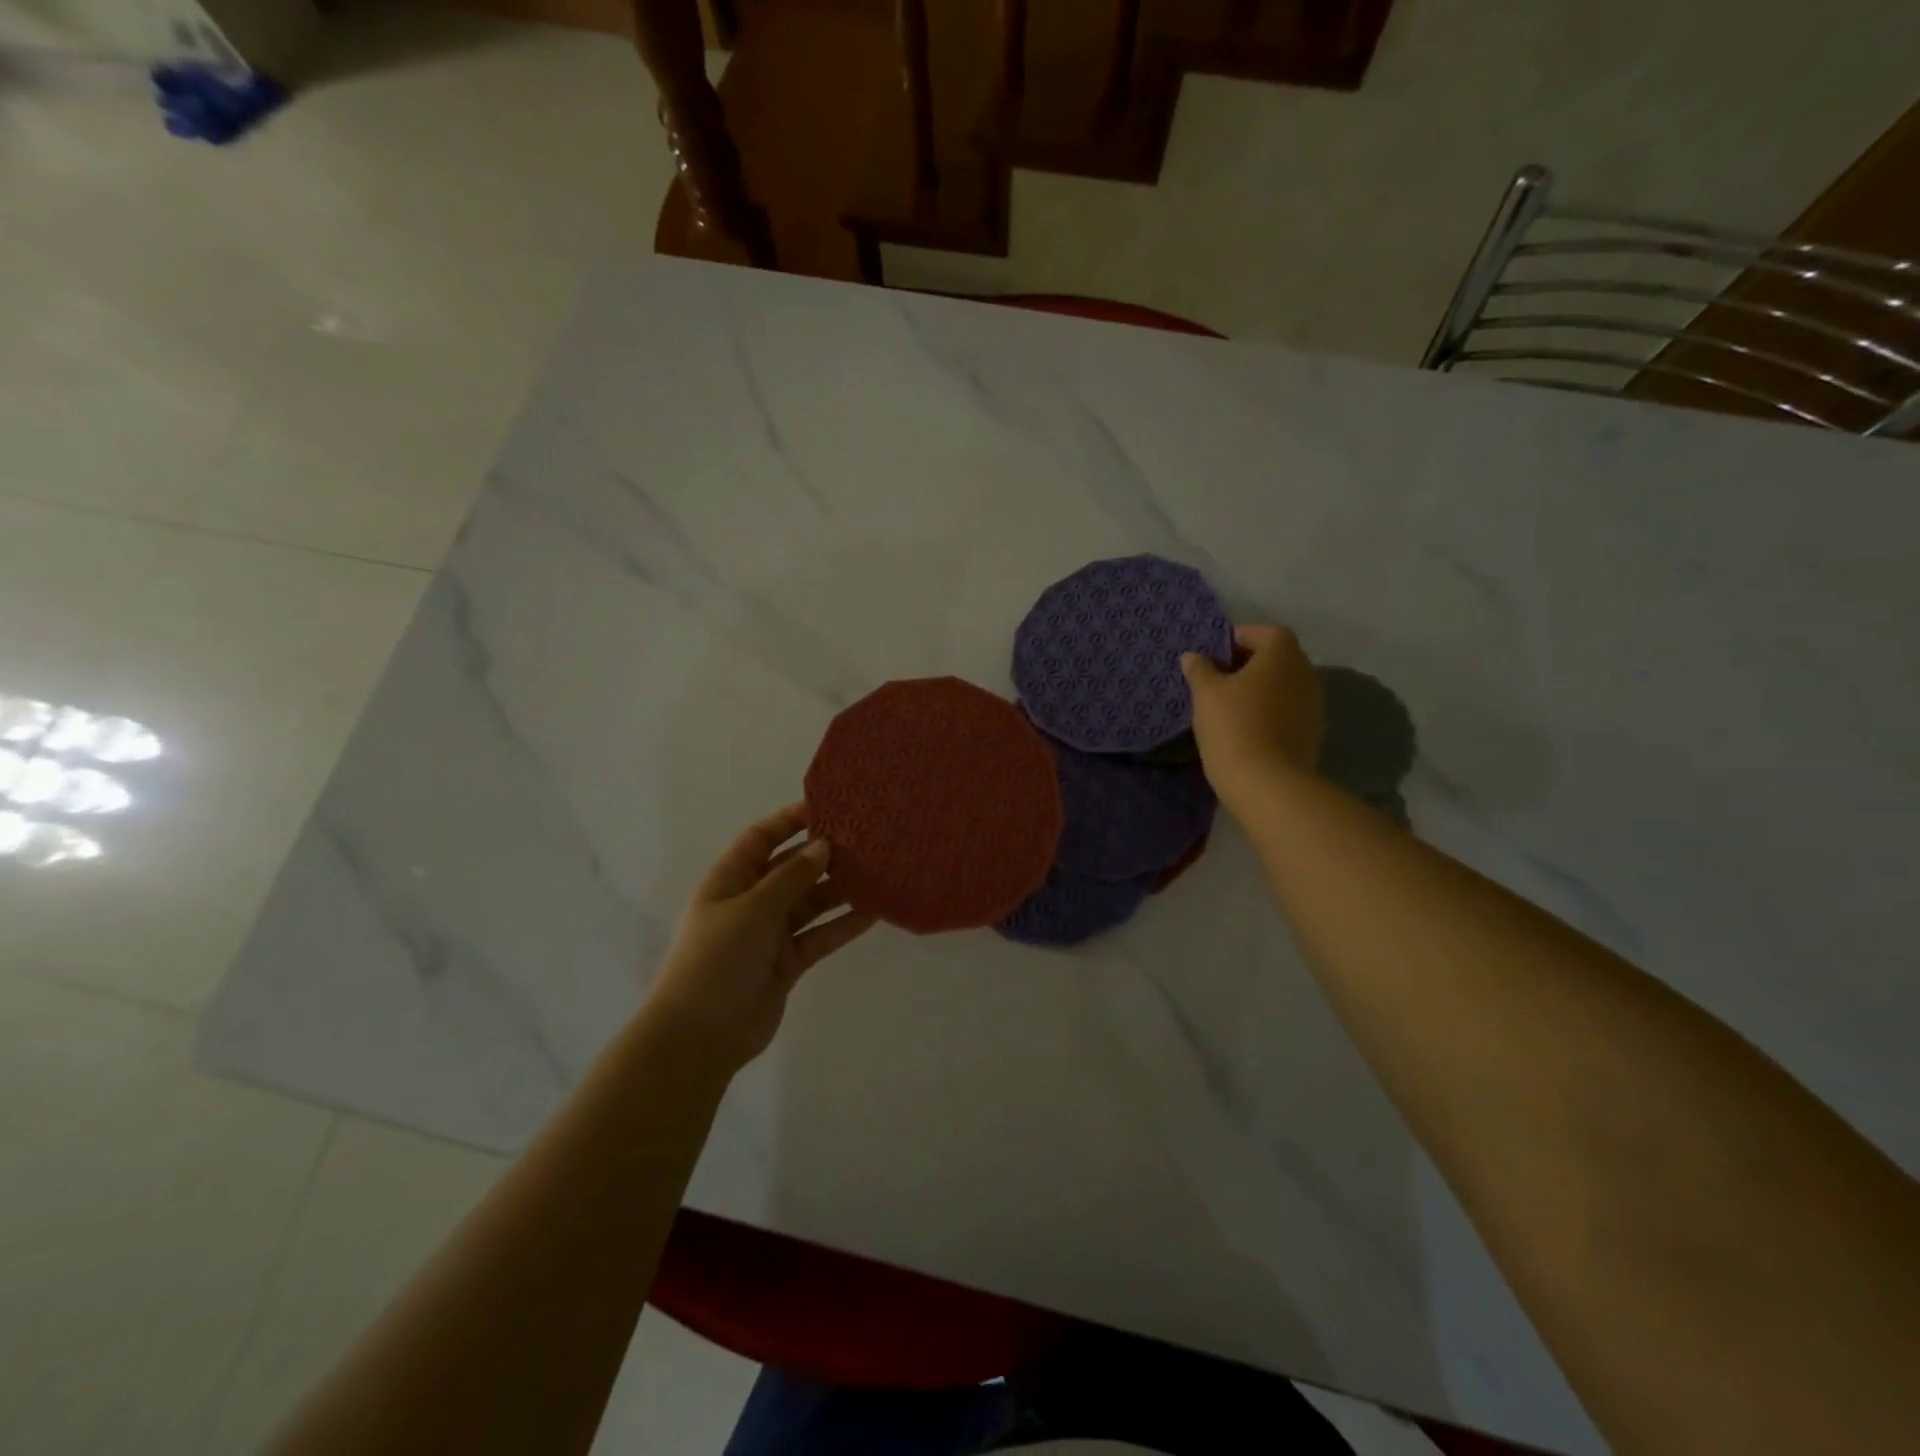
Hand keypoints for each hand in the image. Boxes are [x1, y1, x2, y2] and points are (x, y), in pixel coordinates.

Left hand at [644, 803, 875, 1073]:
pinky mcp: (787, 962)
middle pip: (792, 869)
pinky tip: (873, 913)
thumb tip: (823, 845)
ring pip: (811, 903)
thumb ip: (790, 878)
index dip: (790, 820)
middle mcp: (751, 902)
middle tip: (865, 841)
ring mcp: (770, 934)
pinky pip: (820, 935)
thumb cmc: (716, 961)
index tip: (829, 806)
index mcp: (730, 881)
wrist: (699, 1037)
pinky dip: (842, 925)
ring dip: (839, 890)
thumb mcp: (751, 910)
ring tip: (877, 873)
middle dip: (824, 856)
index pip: (762, 838)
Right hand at [1181, 625, 1323, 811]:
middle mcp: (1305, 670)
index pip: (1259, 632)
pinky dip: (1268, 712)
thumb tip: (1194, 656)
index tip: (1210, 657)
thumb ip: (1200, 670)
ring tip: (1228, 707)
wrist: (1268, 784)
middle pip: (1274, 658)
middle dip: (1246, 665)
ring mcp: (1314, 703)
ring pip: (1281, 685)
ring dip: (1258, 690)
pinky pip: (1286, 710)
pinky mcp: (1312, 731)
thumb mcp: (1206, 693)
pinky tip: (1246, 728)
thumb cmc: (1234, 726)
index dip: (1234, 639)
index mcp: (1282, 652)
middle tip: (1216, 681)